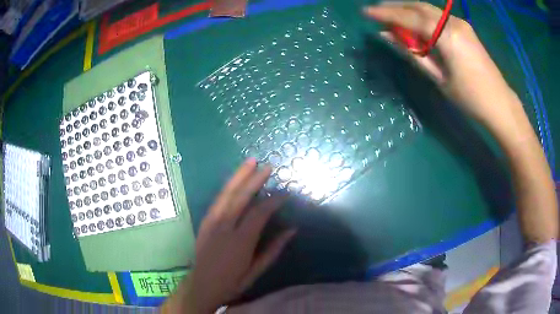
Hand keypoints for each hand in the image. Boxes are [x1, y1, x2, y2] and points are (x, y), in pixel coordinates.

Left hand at [182, 158, 295, 312]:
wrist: (201, 286)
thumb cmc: (231, 283)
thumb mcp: (256, 271)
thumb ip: (273, 250)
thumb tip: (292, 230)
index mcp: (240, 241)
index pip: (259, 213)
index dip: (274, 201)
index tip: (285, 193)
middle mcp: (224, 227)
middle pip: (240, 197)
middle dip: (254, 179)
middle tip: (267, 166)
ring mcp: (211, 222)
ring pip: (226, 194)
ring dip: (239, 176)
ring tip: (250, 162)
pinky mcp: (204, 222)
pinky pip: (218, 200)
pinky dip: (228, 187)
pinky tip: (235, 181)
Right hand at [365, 2, 518, 128]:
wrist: (500, 103)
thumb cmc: (470, 98)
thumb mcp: (439, 79)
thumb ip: (413, 54)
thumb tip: (388, 37)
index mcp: (447, 36)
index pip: (410, 18)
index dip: (386, 13)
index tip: (366, 12)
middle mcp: (454, 23)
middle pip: (419, 7)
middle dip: (396, 6)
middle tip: (377, 10)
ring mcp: (461, 23)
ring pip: (429, 9)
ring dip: (409, 9)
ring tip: (392, 14)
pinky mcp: (465, 28)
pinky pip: (439, 16)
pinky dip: (423, 16)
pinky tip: (415, 23)